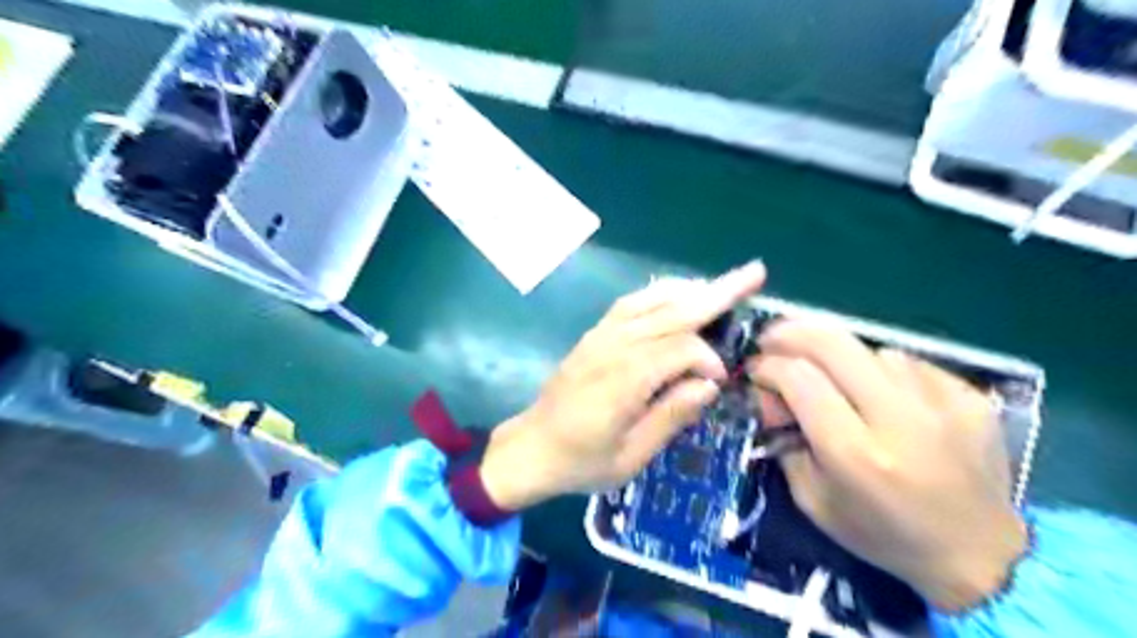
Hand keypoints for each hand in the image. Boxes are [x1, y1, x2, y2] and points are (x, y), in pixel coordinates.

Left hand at [485, 262, 767, 510]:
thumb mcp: (631, 456)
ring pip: (651, 300)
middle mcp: (612, 347)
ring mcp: (600, 335)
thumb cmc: (582, 461)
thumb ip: (671, 417)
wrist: (531, 448)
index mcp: (623, 380)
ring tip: (723, 283)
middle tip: (754, 273)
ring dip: (690, 288)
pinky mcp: (593, 334)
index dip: (708, 358)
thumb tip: (710, 385)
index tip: (720, 382)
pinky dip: (658, 293)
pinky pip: (630, 303)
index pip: (680, 349)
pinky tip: (676, 294)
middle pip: (671, 311)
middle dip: (716, 292)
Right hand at [753, 325, 1026, 612]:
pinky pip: (908, 362)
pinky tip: (880, 393)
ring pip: (870, 349)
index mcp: (855, 453)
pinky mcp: (969, 396)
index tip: (756, 370)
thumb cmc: (881, 534)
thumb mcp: (812, 499)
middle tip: (773, 339)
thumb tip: (771, 394)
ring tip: (833, 378)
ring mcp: (941, 402)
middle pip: (833, 344)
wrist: (979, 555)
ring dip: (838, 356)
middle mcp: (900, 419)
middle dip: (792, 332)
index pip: (799, 378)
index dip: (768, 365)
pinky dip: (881, 370)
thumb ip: (784, 441)